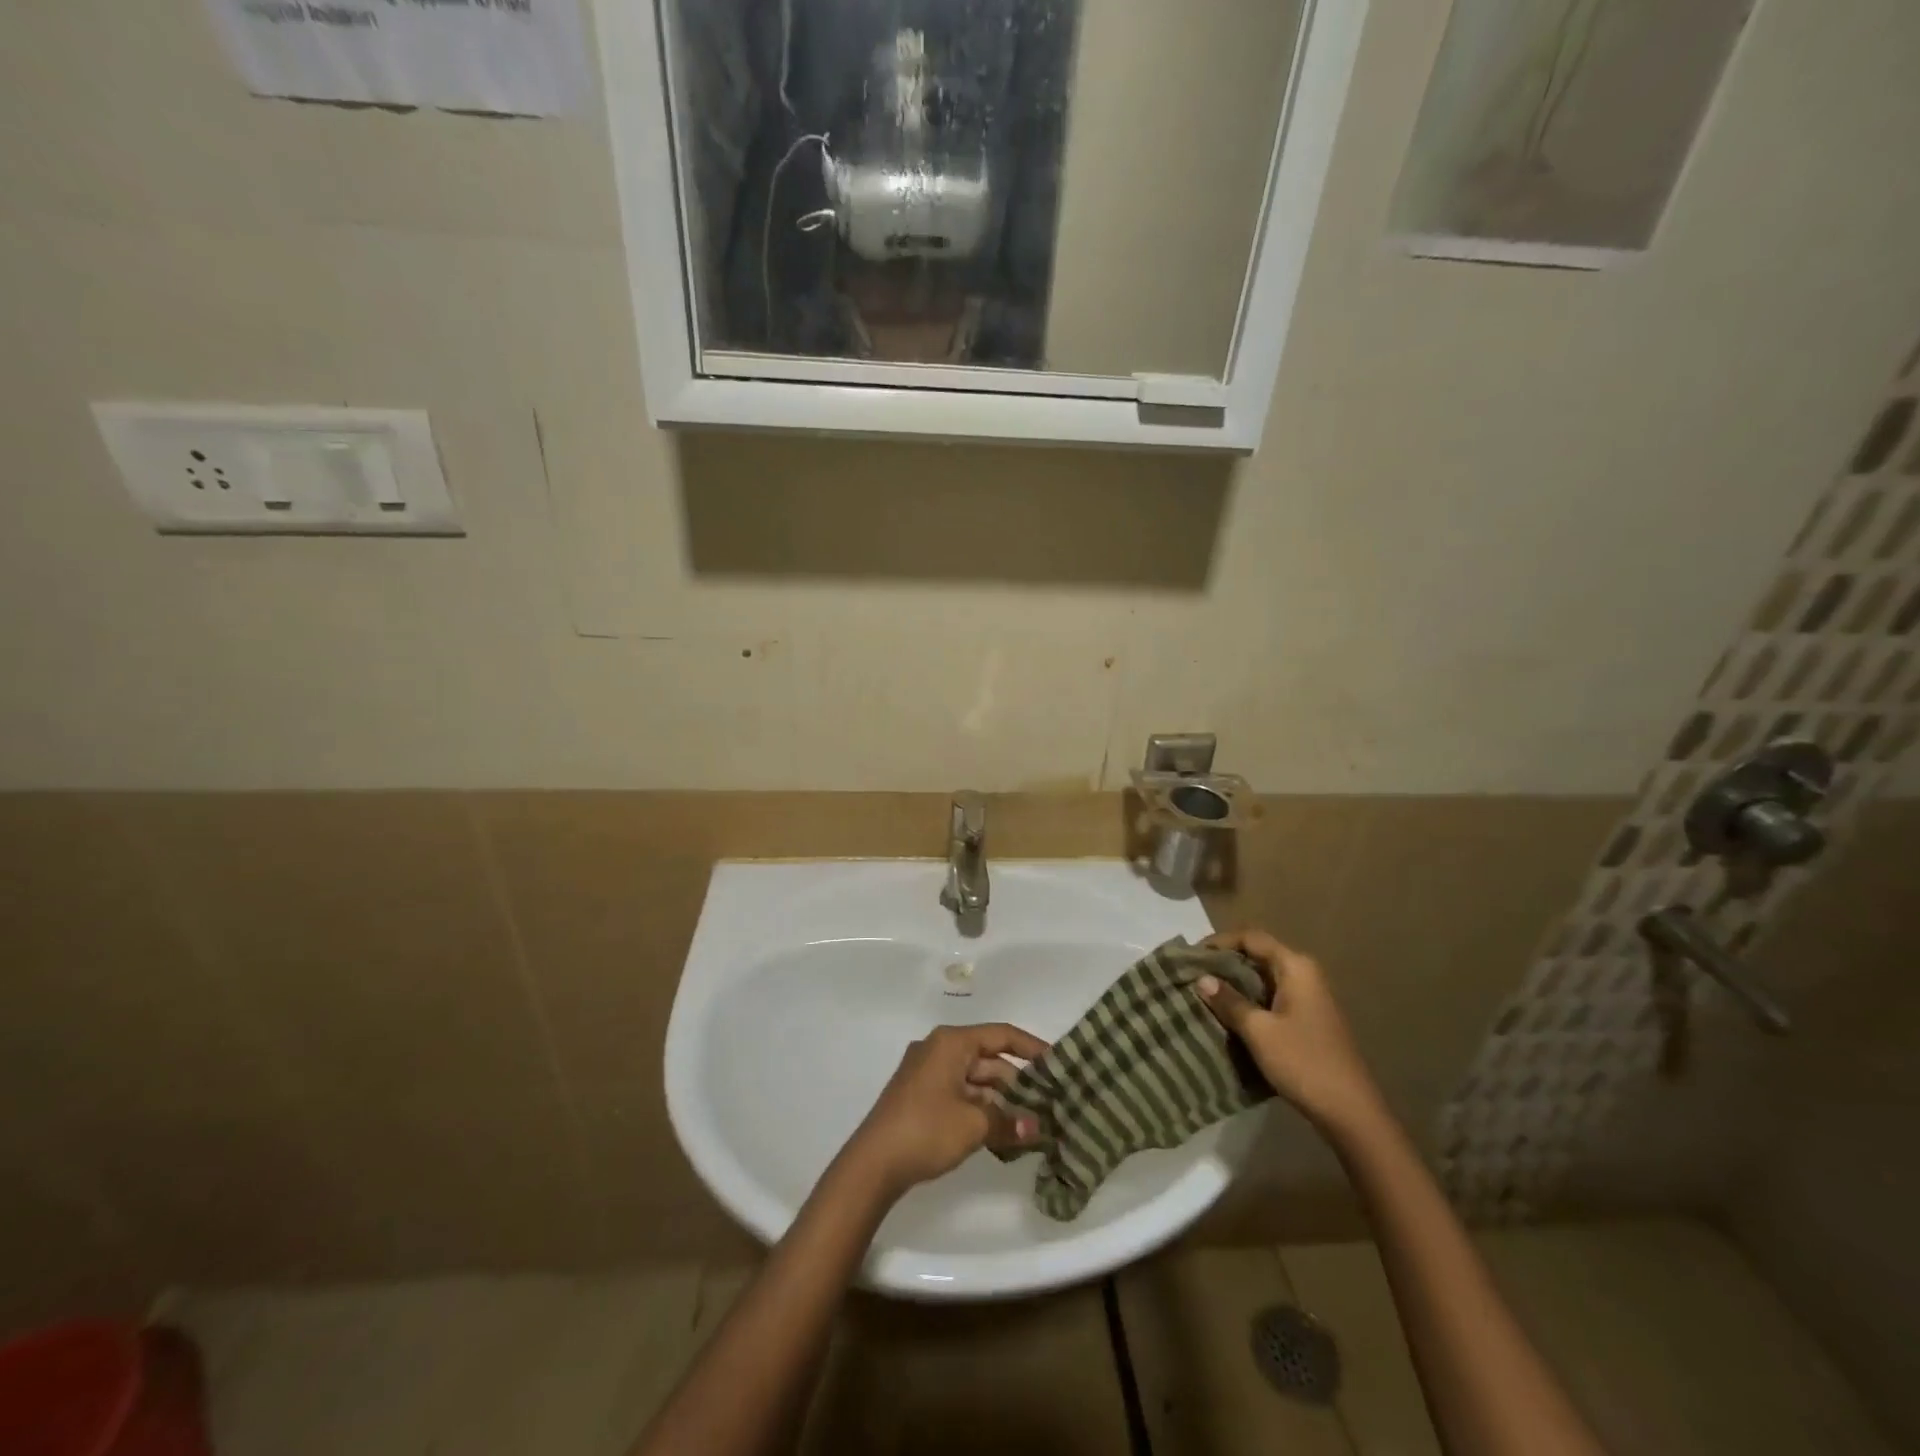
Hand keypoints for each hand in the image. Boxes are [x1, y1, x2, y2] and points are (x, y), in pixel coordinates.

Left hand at [840, 1023, 1048, 1197]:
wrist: (873, 1163)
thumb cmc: (926, 1129)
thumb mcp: (974, 1125)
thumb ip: (1009, 1122)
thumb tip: (1036, 1128)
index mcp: (951, 1042)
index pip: (1001, 1035)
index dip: (1031, 1047)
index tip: (1057, 1063)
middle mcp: (939, 1049)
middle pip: (988, 1058)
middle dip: (1017, 1082)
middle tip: (1048, 1103)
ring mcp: (927, 1073)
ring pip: (975, 1079)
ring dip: (1000, 1100)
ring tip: (1029, 1125)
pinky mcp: (920, 1096)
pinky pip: (960, 1093)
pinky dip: (981, 1109)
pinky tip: (1001, 1133)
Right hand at [1196, 930, 1382, 1130]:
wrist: (1350, 1112)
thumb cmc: (1303, 1062)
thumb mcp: (1259, 1031)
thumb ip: (1229, 1001)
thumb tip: (1202, 978)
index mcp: (1295, 967)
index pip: (1251, 938)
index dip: (1219, 942)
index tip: (1191, 956)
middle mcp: (1304, 974)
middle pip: (1258, 955)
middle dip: (1225, 963)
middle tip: (1193, 975)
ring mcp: (1308, 998)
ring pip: (1263, 978)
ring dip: (1235, 984)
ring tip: (1204, 994)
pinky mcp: (1307, 1019)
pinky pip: (1271, 997)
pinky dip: (1249, 1000)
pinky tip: (1229, 1015)